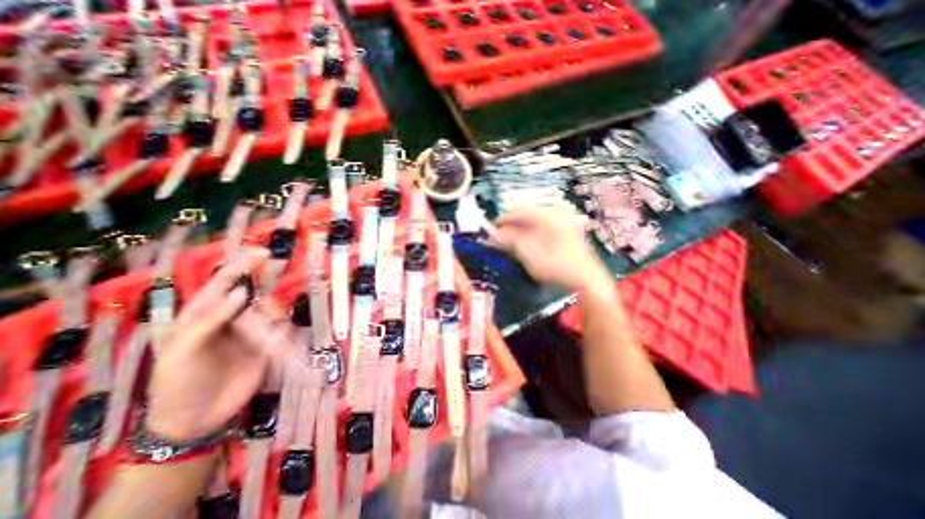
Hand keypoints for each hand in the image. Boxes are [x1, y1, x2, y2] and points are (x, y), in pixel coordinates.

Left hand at [145, 250, 272, 442]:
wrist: (195, 419)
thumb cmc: (178, 383)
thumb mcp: (183, 351)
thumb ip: (211, 318)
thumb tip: (243, 291)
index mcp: (204, 314)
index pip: (225, 282)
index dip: (243, 265)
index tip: (265, 253)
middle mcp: (232, 318)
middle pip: (258, 297)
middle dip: (268, 304)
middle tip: (270, 318)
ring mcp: (251, 332)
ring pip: (274, 314)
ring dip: (275, 324)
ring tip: (266, 344)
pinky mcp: (267, 346)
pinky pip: (282, 332)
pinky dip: (283, 338)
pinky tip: (275, 351)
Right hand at [488, 207, 612, 292]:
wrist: (586, 280)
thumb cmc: (558, 267)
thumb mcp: (531, 255)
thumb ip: (511, 242)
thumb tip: (494, 235)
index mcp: (549, 218)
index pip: (521, 211)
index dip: (504, 218)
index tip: (492, 227)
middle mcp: (555, 216)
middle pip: (527, 216)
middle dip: (511, 225)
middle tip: (498, 236)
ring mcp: (561, 224)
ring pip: (533, 223)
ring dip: (519, 231)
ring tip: (508, 241)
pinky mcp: (563, 234)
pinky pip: (541, 229)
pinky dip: (529, 235)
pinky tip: (523, 244)